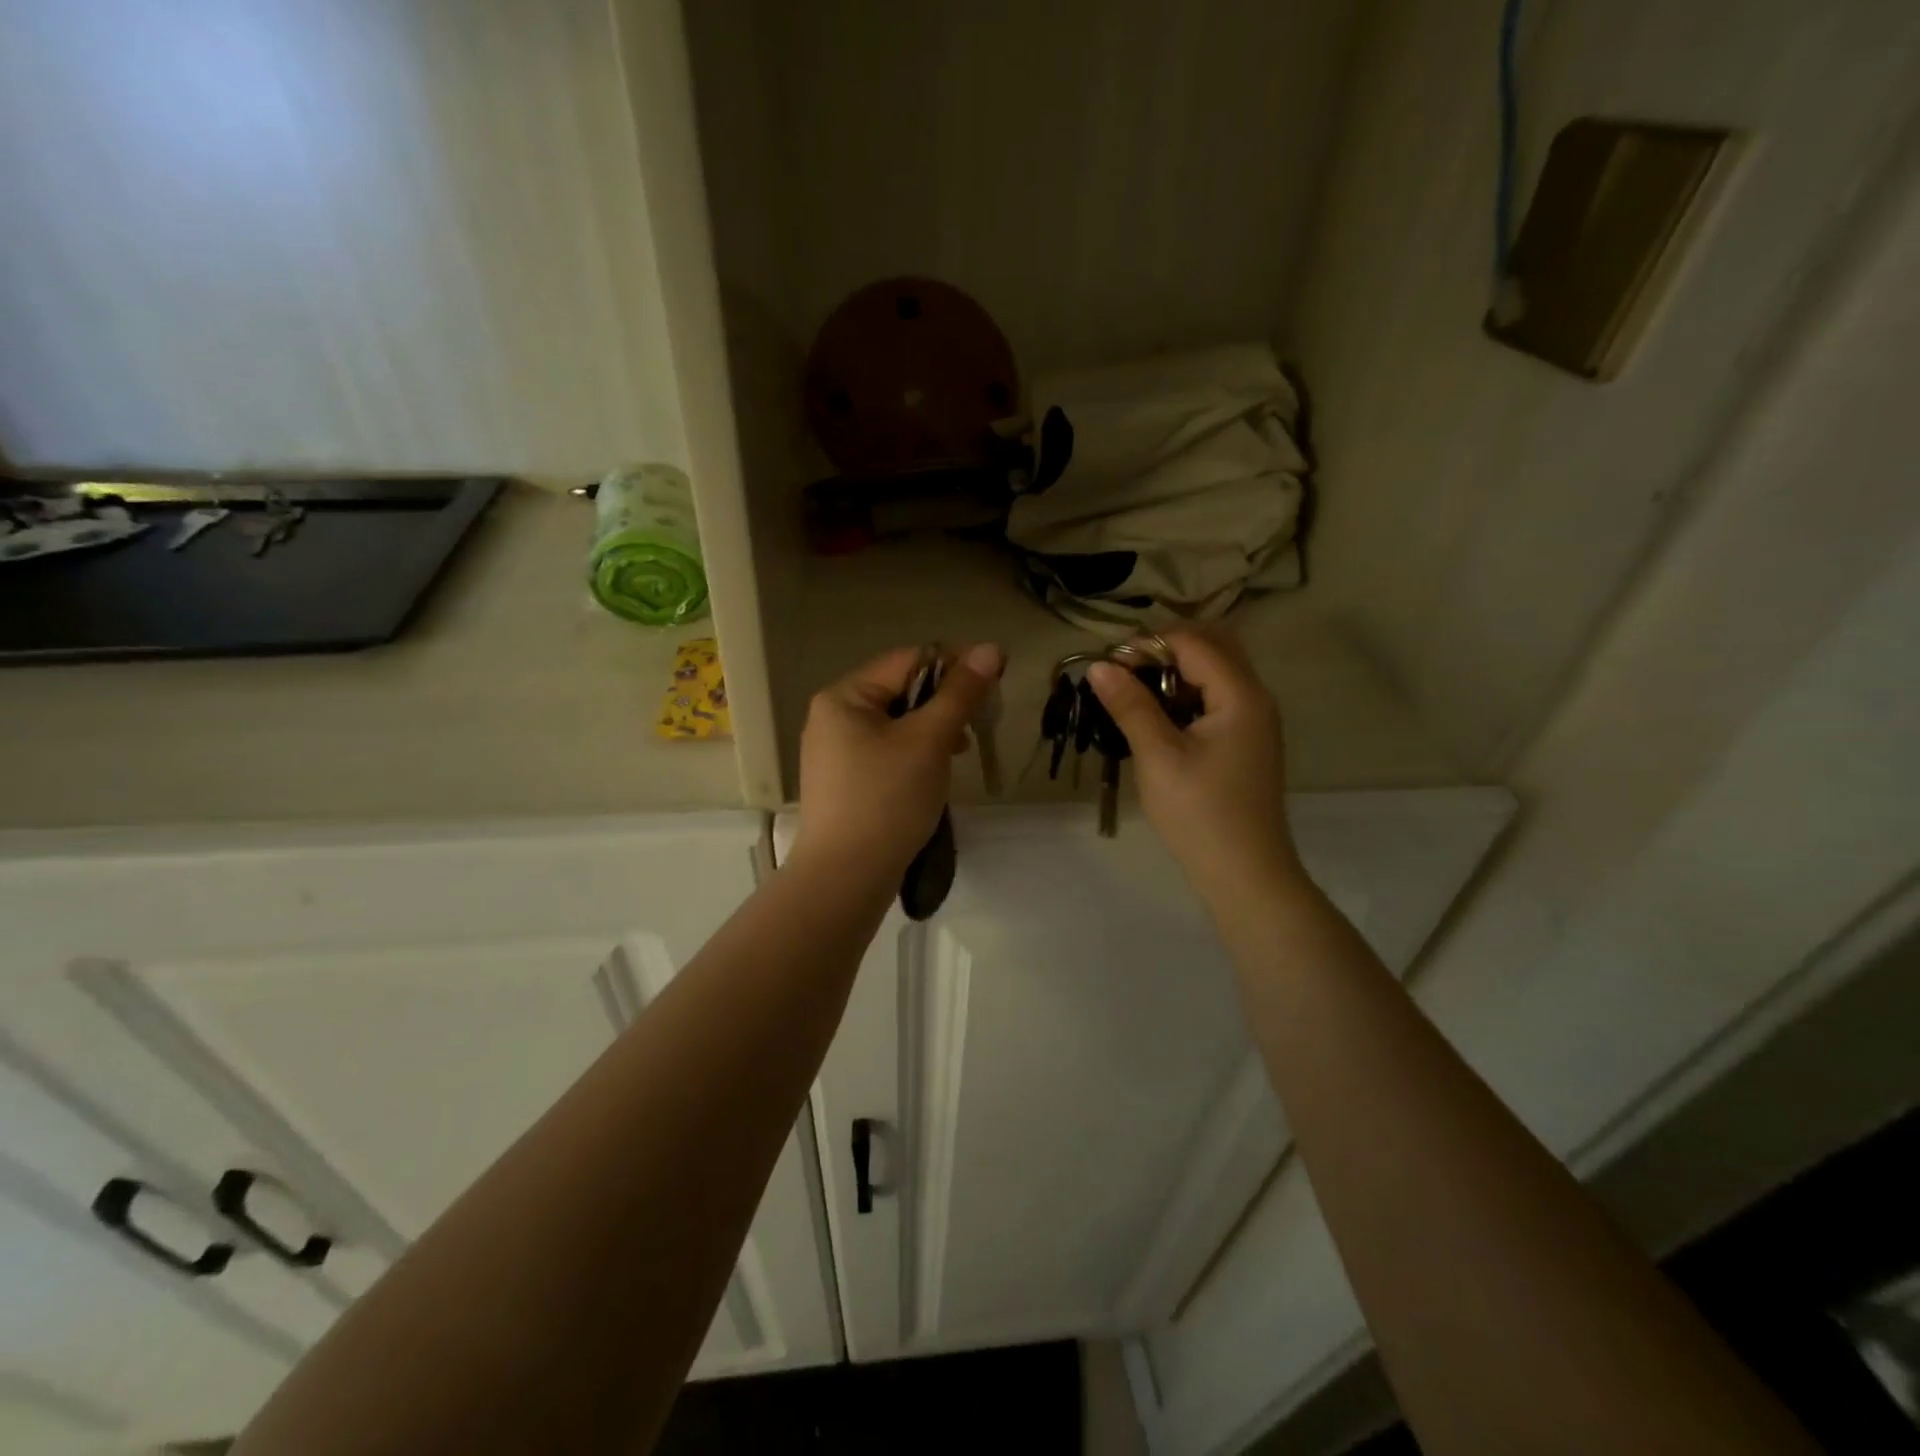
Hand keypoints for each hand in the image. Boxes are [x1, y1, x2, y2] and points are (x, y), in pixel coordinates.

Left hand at [791, 643, 1005, 882]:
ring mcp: (835, 753)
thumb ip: (960, 693)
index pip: (907, 661)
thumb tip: (991, 648)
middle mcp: (832, 717)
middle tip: (978, 723)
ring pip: (896, 725)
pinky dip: (914, 755)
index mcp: (844, 696)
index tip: (994, 681)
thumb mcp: (929, 740)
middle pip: (900, 692)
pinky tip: (934, 774)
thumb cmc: (887, 799)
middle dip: (943, 704)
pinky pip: (886, 753)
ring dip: (933, 731)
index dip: (953, 665)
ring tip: (959, 753)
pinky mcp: (845, 783)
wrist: (846, 878)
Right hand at [1088, 627, 1304, 902]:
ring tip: (1134, 696)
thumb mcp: (1158, 756)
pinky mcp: (1245, 741)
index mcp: (1240, 694)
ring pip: (1214, 672)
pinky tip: (1156, 720)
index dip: (1148, 644)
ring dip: (1174, 673)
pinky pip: (1215, 699)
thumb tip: (1100, 666)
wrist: (1245, 874)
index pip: (1193, 641)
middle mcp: (1255, 697)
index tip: (1109, 666)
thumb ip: (1130, 705)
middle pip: (1211, 646)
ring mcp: (1254, 720)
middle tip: (1124, 674)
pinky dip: (1186, 696)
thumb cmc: (1200, 813)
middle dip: (1164, 651)